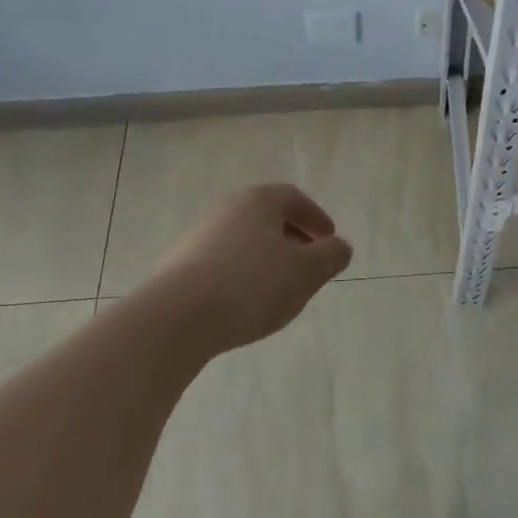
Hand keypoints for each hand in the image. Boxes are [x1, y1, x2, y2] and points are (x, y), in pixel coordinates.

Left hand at [154, 184, 352, 353]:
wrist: (176, 318)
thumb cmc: (251, 284)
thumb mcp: (305, 271)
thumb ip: (330, 257)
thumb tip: (341, 247)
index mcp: (258, 201)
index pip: (293, 198)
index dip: (315, 218)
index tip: (329, 240)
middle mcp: (227, 210)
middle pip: (267, 219)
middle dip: (292, 240)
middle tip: (308, 266)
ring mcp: (199, 239)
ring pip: (244, 244)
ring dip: (266, 261)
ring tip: (280, 292)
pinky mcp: (179, 270)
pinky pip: (223, 267)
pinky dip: (242, 279)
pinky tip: (246, 307)